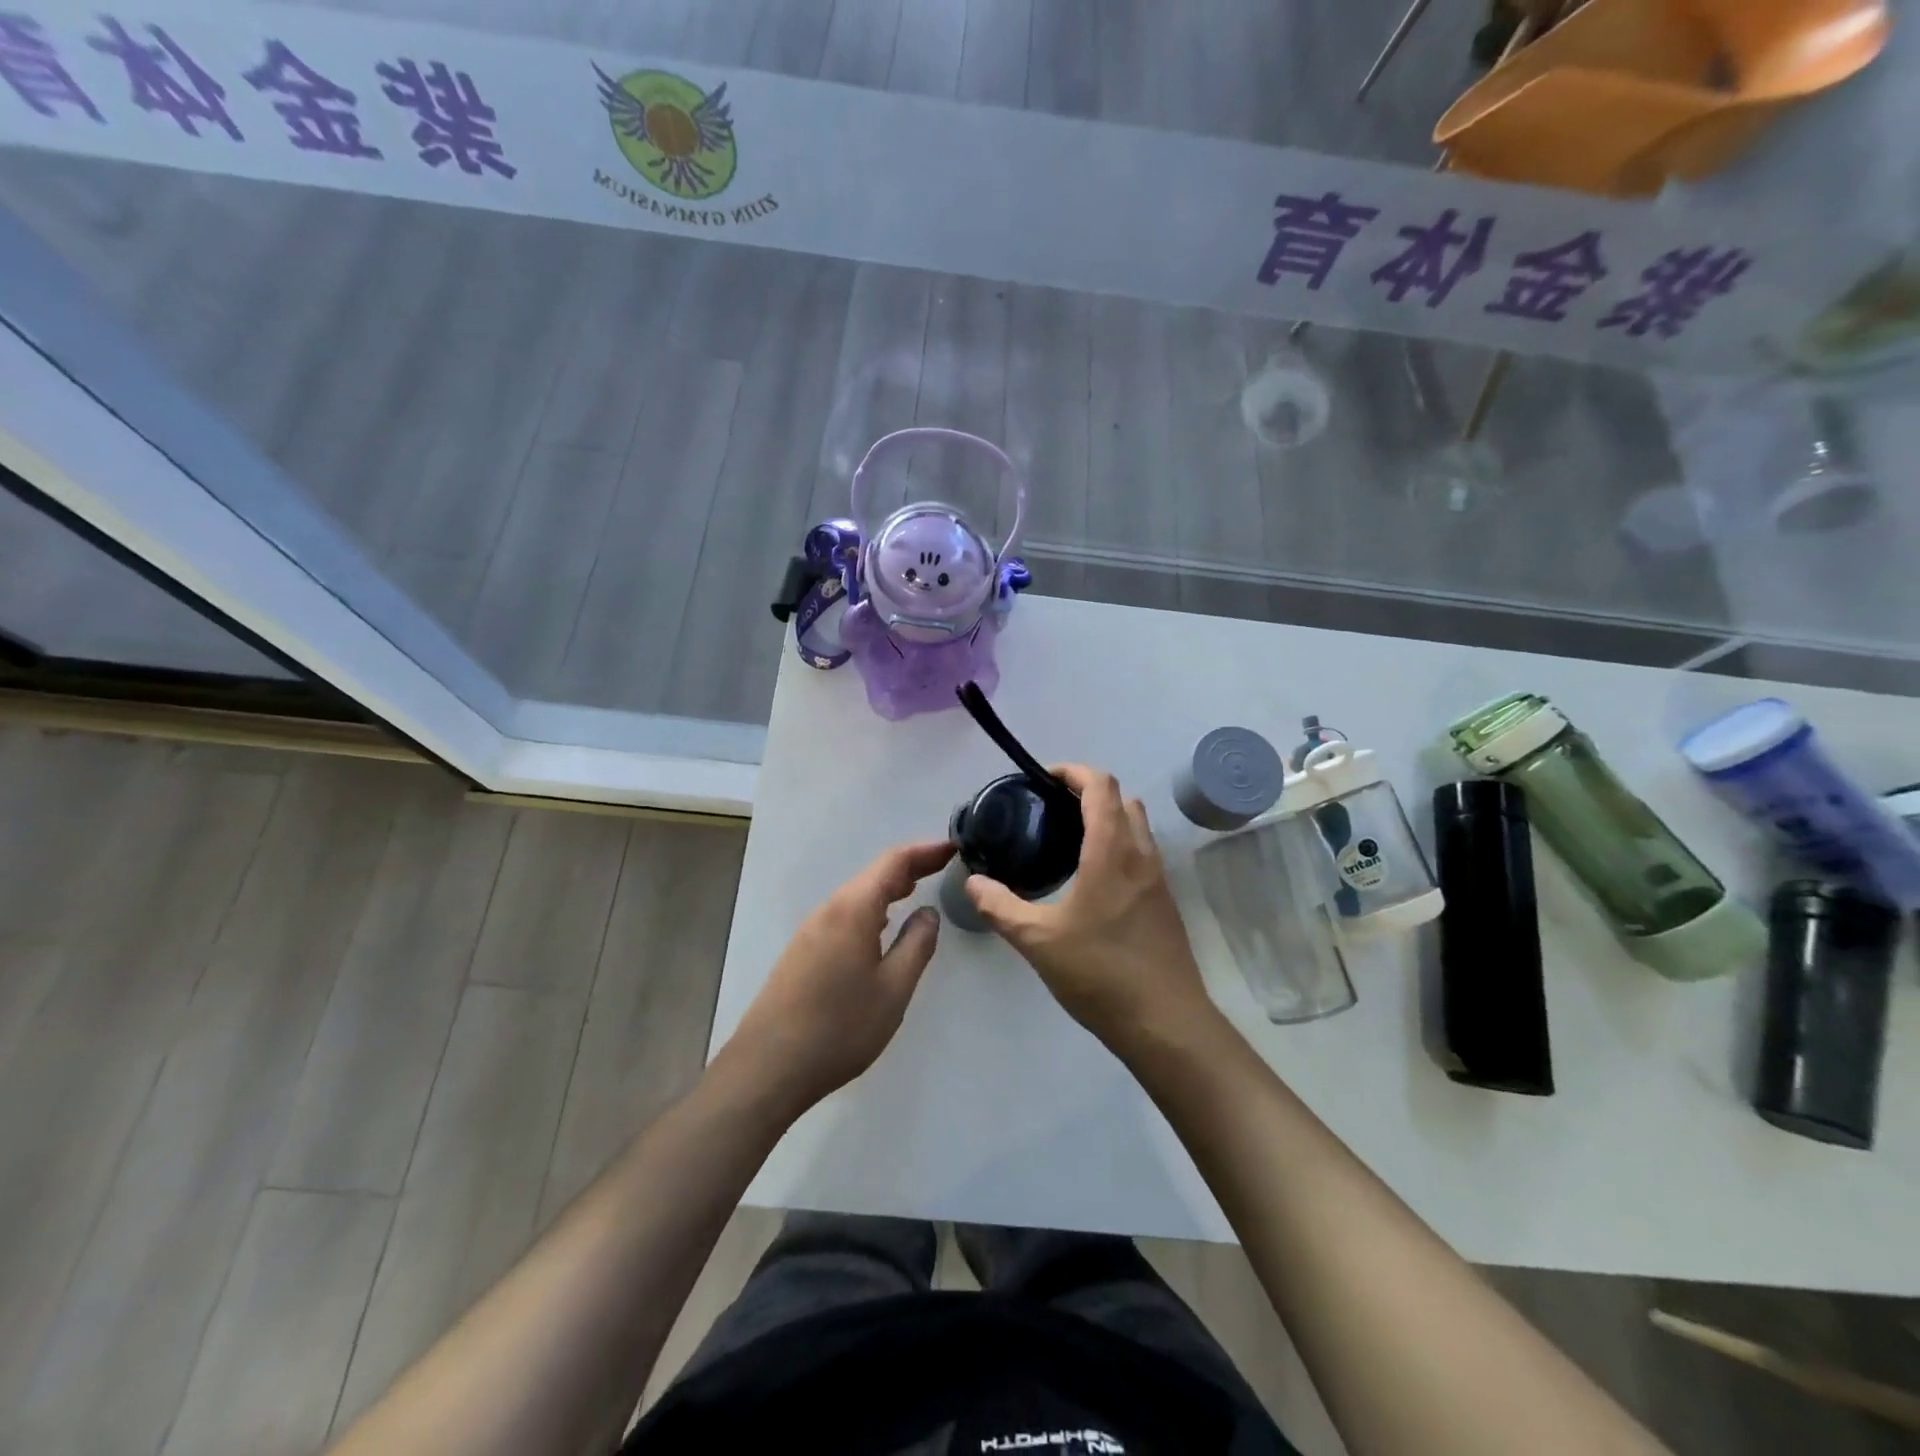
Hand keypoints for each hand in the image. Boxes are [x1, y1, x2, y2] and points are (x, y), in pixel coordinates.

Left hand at [724, 840, 953, 1117]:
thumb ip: (917, 944)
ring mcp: (810, 930)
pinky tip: (881, 926)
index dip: (925, 851)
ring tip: (917, 890)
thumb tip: (928, 912)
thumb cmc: (840, 1027)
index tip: (953, 847)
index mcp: (853, 909)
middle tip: (943, 866)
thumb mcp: (894, 989)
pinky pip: (844, 915)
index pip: (893, 862)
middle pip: (873, 875)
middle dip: (909, 867)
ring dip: (888, 888)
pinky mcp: (802, 952)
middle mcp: (829, 910)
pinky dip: (871, 908)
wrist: (768, 1068)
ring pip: (857, 896)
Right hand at [966, 765, 1214, 1051]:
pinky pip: (1142, 852)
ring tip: (1068, 839)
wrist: (1165, 1023)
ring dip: (1108, 817)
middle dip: (1089, 791)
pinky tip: (1091, 878)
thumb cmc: (1100, 973)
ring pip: (1137, 826)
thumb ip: (1000, 906)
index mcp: (1112, 851)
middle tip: (1051, 809)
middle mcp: (1141, 854)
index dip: (1073, 771)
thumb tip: (972, 883)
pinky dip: (1119, 844)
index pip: (1100, 785)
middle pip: (1122, 799)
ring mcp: (1158, 878)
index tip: (1043, 778)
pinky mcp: (1164, 902)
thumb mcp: (1037, 940)